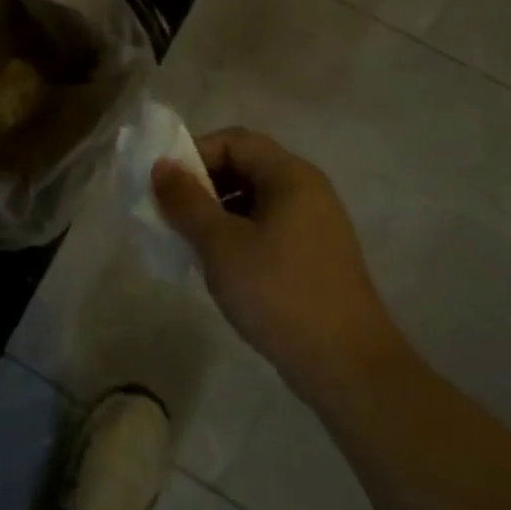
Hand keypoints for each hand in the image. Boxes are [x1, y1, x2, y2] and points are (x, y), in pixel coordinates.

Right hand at [152, 128, 401, 392]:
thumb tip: (161, 166)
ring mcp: (314, 224)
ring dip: (216, 211)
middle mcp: (307, 190)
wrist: (349, 369)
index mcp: (290, 176)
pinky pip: (266, 226)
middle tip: (172, 214)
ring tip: (190, 242)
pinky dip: (237, 233)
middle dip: (203, 184)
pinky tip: (220, 265)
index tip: (166, 186)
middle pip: (244, 166)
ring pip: (253, 199)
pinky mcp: (314, 255)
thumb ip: (186, 201)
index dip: (194, 154)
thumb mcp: (221, 244)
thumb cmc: (279, 293)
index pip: (234, 140)